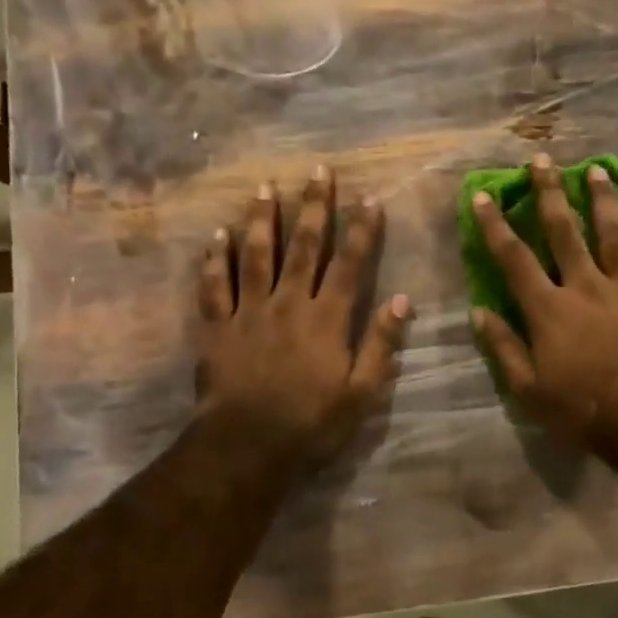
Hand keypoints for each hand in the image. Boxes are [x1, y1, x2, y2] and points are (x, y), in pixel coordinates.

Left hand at [197, 165, 409, 464]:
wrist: (248, 447)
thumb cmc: (312, 423)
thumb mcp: (362, 392)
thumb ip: (381, 343)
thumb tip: (404, 301)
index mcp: (327, 318)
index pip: (350, 264)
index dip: (361, 230)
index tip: (370, 198)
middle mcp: (288, 303)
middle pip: (303, 247)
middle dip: (313, 207)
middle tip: (318, 170)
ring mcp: (248, 312)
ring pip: (255, 255)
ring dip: (261, 219)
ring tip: (264, 186)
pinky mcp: (217, 327)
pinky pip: (214, 285)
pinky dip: (214, 259)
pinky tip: (216, 236)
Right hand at [471, 154, 617, 452]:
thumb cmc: (582, 409)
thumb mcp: (529, 390)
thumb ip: (504, 348)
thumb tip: (479, 313)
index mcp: (549, 309)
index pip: (514, 258)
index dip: (495, 225)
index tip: (483, 196)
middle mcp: (585, 287)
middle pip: (564, 231)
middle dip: (550, 192)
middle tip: (542, 160)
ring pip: (612, 234)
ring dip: (602, 200)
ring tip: (596, 171)